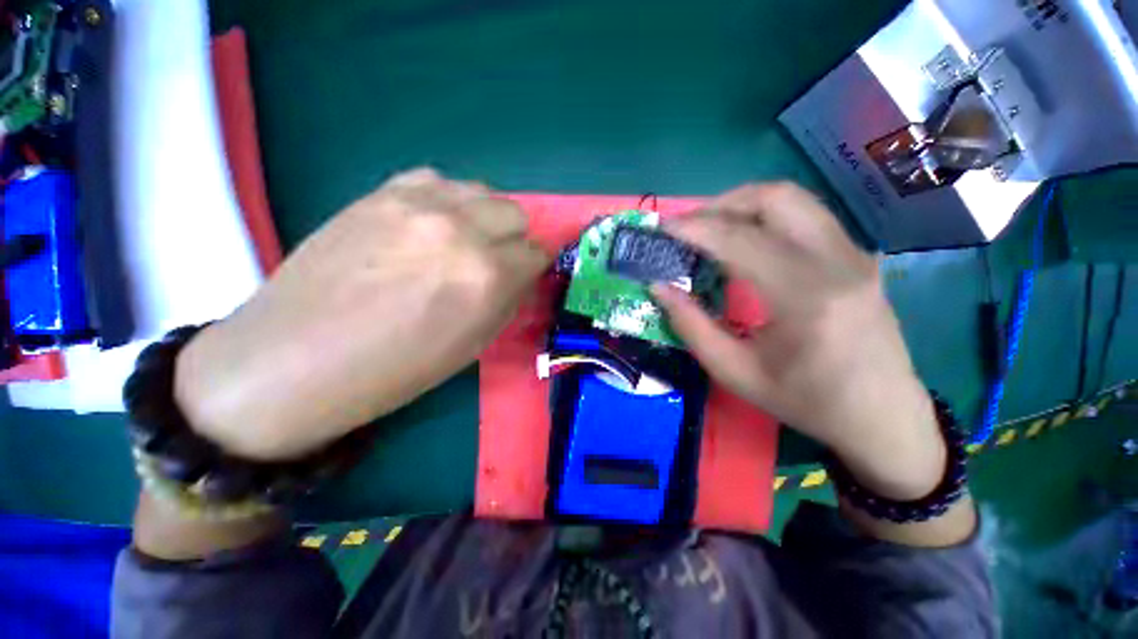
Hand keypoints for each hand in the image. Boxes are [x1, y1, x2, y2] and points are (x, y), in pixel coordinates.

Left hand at [174, 168, 550, 460]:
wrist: (295, 359)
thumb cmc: (396, 369)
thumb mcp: (473, 345)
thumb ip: (507, 301)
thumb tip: (521, 276)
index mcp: (487, 276)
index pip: (537, 253)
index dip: (534, 268)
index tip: (523, 277)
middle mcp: (461, 230)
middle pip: (515, 213)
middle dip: (514, 240)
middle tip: (494, 262)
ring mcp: (417, 203)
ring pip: (481, 191)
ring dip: (484, 217)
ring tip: (462, 241)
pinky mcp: (380, 193)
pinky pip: (436, 179)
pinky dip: (446, 200)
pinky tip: (430, 224)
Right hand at [652, 183, 944, 500]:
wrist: (882, 416)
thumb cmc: (805, 401)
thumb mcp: (734, 372)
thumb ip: (691, 325)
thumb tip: (659, 287)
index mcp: (806, 297)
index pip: (741, 239)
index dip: (696, 228)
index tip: (664, 228)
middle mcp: (837, 262)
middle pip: (775, 198)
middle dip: (721, 204)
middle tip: (688, 226)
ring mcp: (854, 254)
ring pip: (793, 199)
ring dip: (744, 205)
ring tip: (711, 229)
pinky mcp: (857, 256)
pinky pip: (805, 216)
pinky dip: (765, 217)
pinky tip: (745, 243)